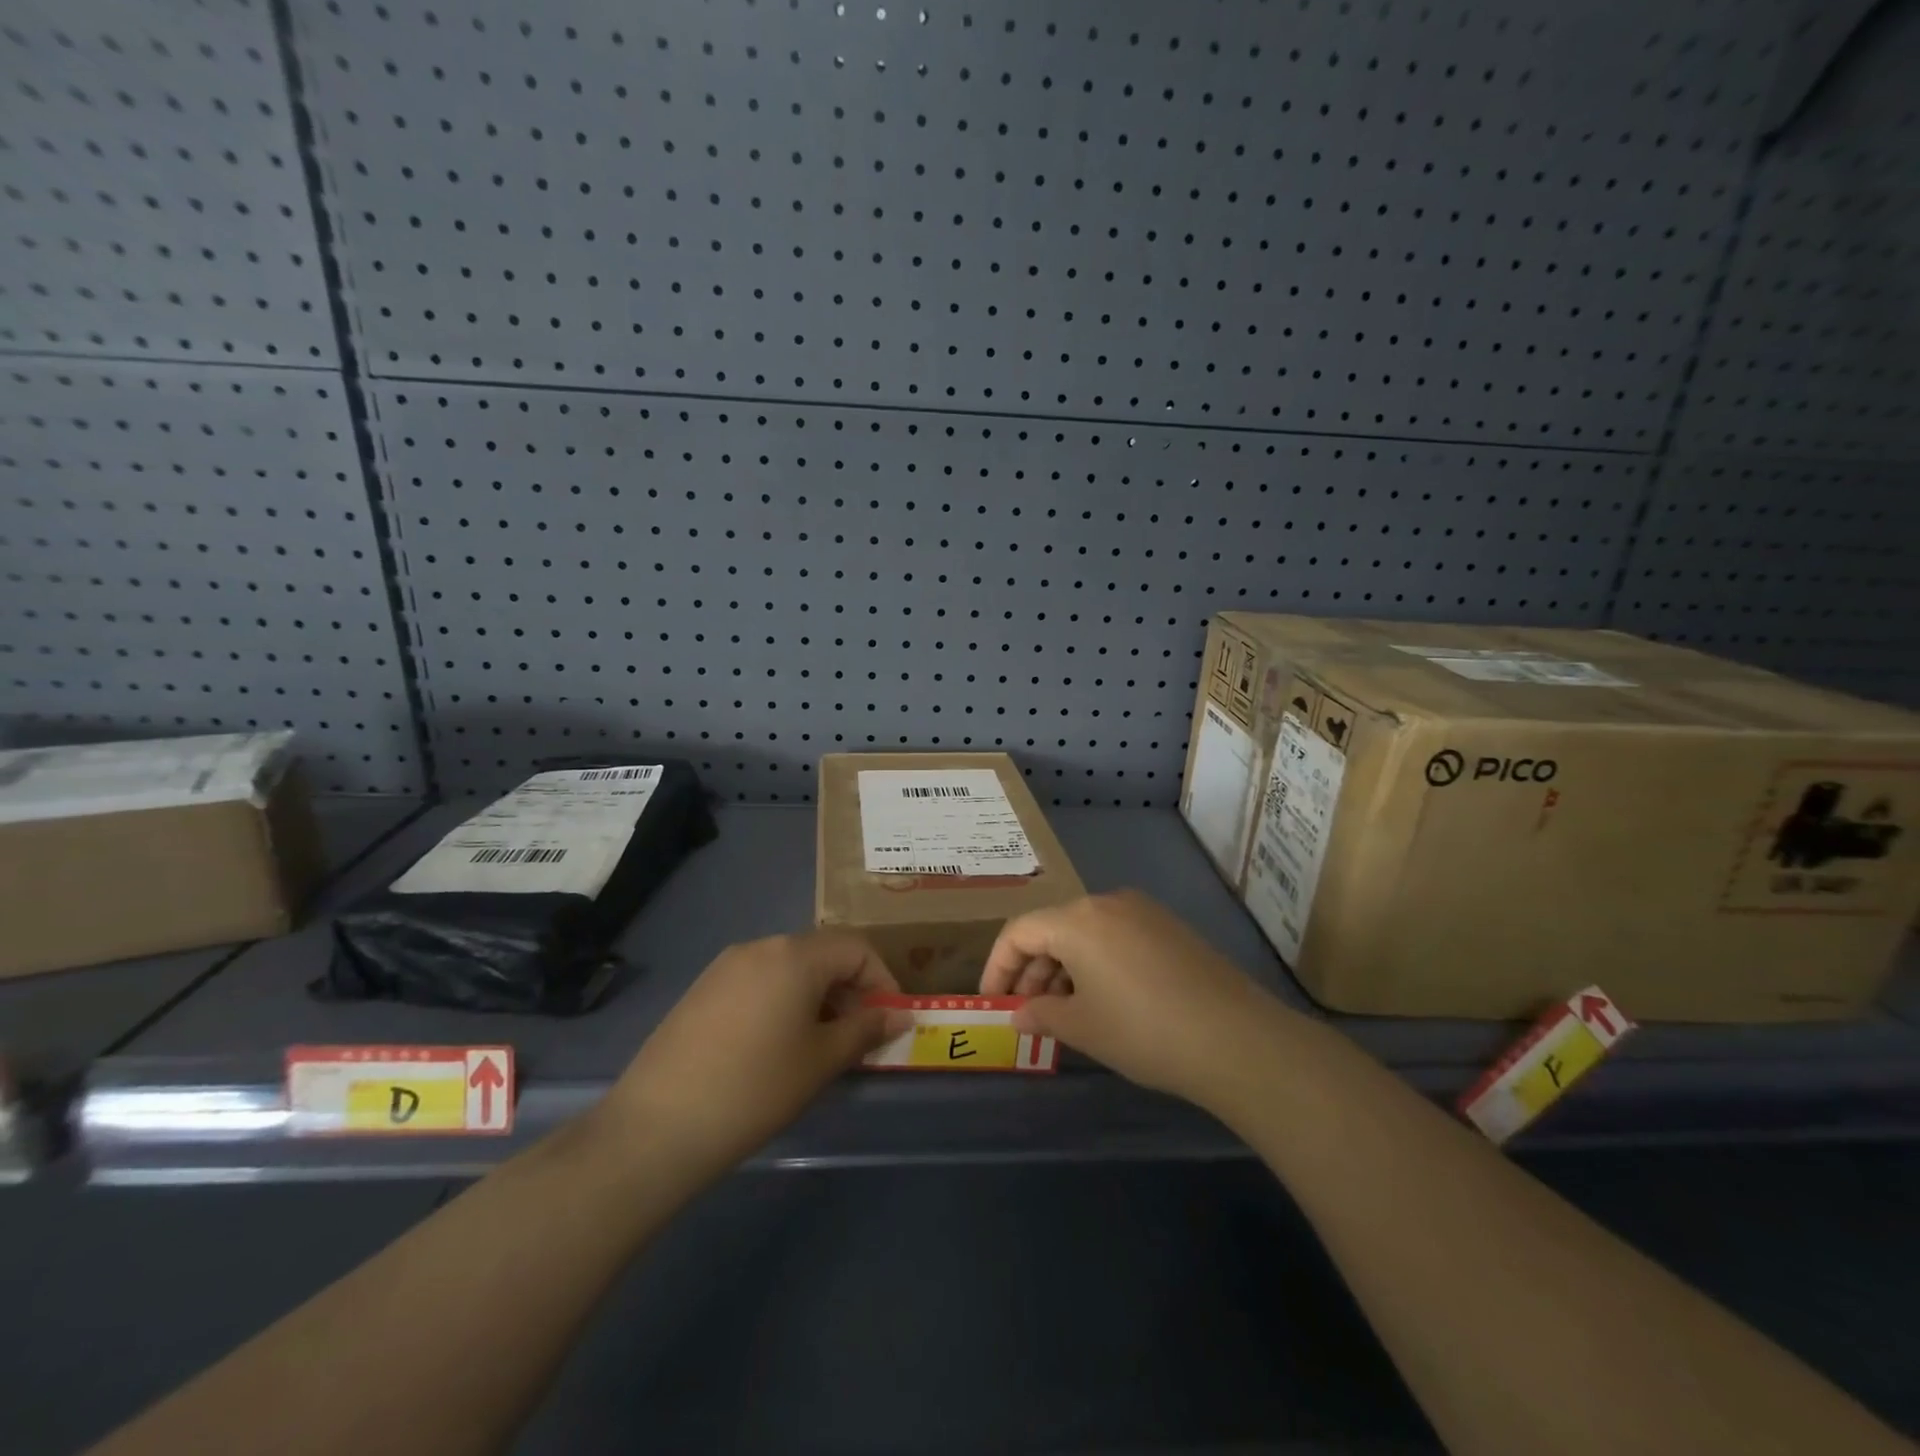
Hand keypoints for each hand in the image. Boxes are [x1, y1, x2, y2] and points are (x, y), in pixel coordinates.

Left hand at [608, 930, 907, 1176]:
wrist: (658, 1126)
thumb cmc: (756, 1088)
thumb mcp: (821, 1061)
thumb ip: (866, 1030)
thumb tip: (899, 1015)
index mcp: (795, 955)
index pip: (856, 948)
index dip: (882, 980)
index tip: (890, 1020)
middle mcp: (761, 946)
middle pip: (822, 954)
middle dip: (849, 989)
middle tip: (858, 1035)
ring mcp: (726, 966)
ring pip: (789, 968)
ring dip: (816, 996)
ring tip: (819, 1044)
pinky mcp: (702, 989)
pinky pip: (758, 981)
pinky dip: (782, 1001)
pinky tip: (775, 1046)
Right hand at [980, 890, 1287, 1106]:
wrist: (1236, 1039)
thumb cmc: (1143, 1031)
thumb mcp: (1082, 1027)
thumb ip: (1041, 1014)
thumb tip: (1018, 1013)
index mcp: (1078, 919)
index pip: (1020, 931)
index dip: (998, 966)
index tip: (993, 1001)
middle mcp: (1107, 902)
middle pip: (1053, 928)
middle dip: (1033, 970)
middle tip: (1029, 1013)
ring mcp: (1143, 912)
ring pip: (1086, 933)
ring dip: (1065, 969)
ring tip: (1065, 1013)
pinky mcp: (1170, 928)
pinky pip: (1116, 938)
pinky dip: (1096, 964)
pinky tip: (1104, 1001)